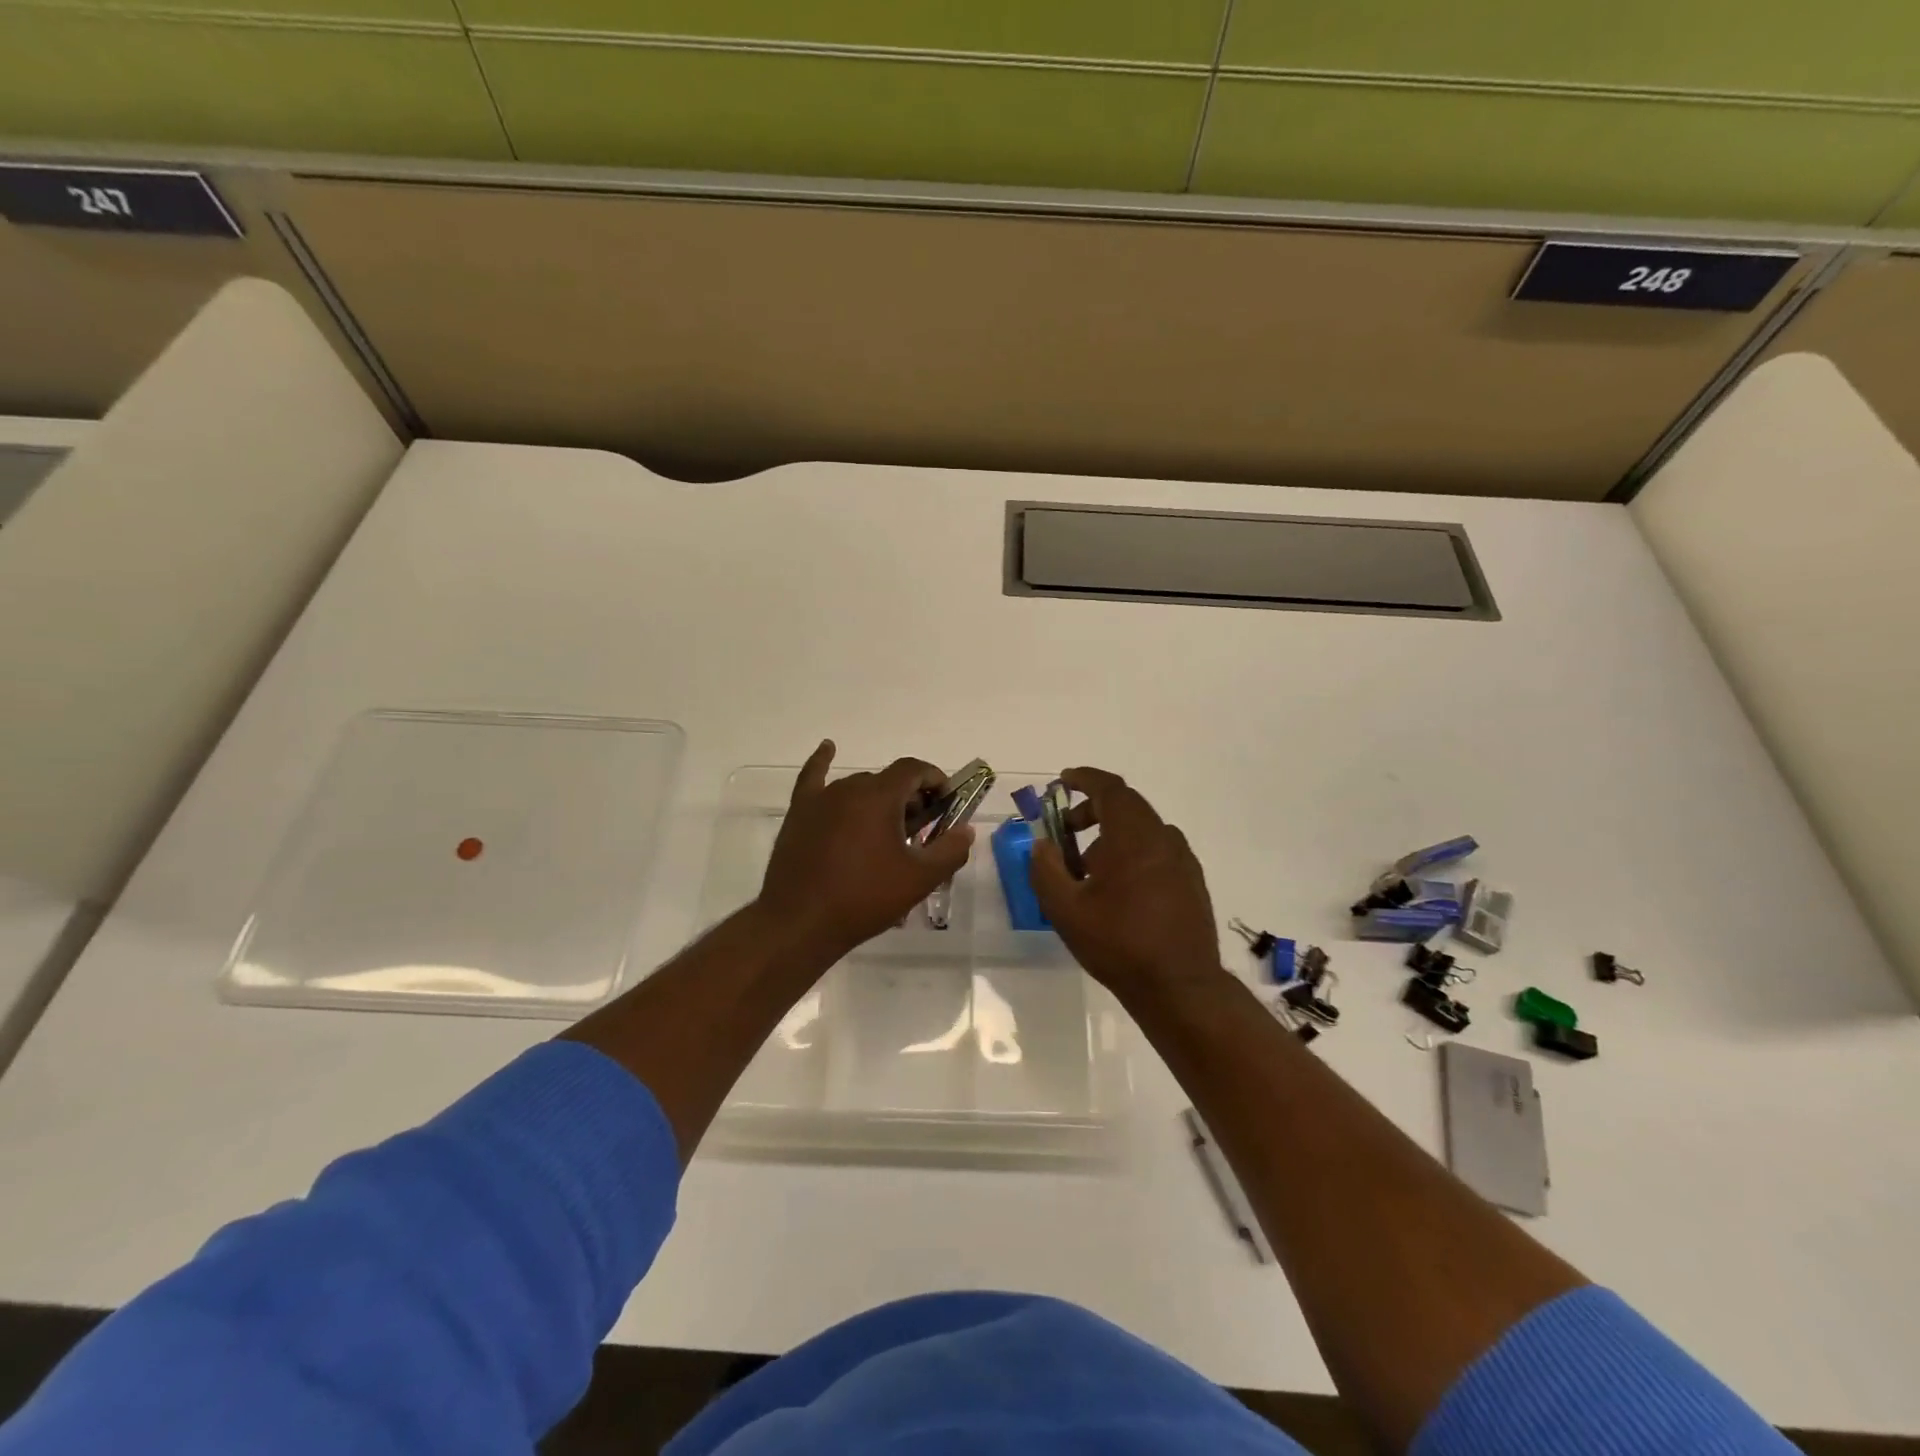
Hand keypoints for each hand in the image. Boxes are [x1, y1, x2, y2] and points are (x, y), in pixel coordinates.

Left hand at [756, 740, 973, 959]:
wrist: (800, 922)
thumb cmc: (864, 898)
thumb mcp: (919, 879)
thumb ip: (950, 850)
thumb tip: (965, 830)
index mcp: (880, 796)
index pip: (914, 769)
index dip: (935, 780)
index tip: (946, 803)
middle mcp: (849, 787)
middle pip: (887, 780)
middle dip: (909, 798)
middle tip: (918, 831)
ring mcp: (820, 799)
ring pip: (858, 787)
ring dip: (878, 800)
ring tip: (886, 831)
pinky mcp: (799, 813)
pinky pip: (812, 778)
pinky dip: (822, 762)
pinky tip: (828, 748)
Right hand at [1029, 767, 1221, 998]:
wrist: (1180, 987)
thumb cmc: (1118, 943)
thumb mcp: (1065, 909)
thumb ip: (1046, 869)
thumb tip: (1042, 844)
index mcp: (1134, 836)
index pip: (1110, 789)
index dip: (1085, 779)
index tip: (1062, 781)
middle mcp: (1163, 838)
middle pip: (1126, 807)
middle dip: (1092, 810)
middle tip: (1065, 829)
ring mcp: (1182, 860)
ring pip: (1142, 831)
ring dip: (1111, 835)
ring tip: (1086, 868)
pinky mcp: (1192, 881)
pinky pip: (1157, 851)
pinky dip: (1132, 852)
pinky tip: (1117, 888)